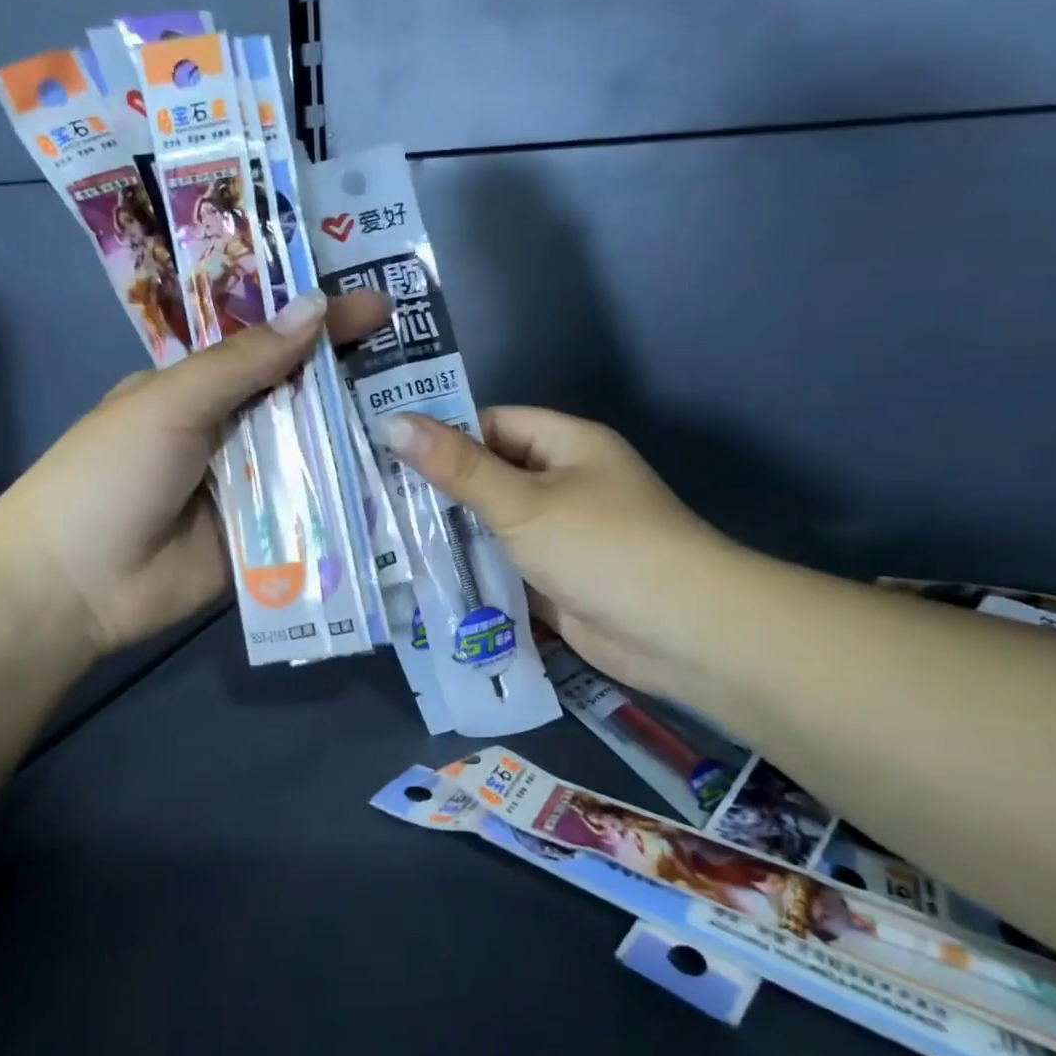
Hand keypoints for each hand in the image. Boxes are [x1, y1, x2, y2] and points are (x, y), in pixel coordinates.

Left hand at [0, 289, 392, 655]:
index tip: (382, 307)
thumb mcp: (171, 404)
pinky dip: (348, 499)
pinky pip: (314, 512)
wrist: (77, 585)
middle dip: (355, 382)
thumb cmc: (110, 475)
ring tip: (429, 420)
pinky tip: (400, 485)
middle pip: (303, 400)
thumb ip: (244, 363)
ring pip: (316, 455)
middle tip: (424, 367)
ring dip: (360, 441)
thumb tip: (315, 307)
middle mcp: (233, 432)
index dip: (325, 325)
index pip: (274, 345)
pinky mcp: (268, 537)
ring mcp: (253, 487)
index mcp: (203, 389)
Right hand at [379, 408, 733, 697]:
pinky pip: (508, 569)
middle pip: (492, 477)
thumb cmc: (601, 546)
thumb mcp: (522, 502)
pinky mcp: (559, 583)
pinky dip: (477, 575)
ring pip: (497, 528)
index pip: (494, 424)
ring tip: (386, 543)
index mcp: (567, 445)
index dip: (444, 435)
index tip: (388, 454)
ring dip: (455, 538)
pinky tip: (426, 584)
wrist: (680, 632)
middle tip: (375, 503)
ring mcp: (564, 537)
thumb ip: (458, 468)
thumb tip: (394, 422)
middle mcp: (566, 484)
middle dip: (441, 492)